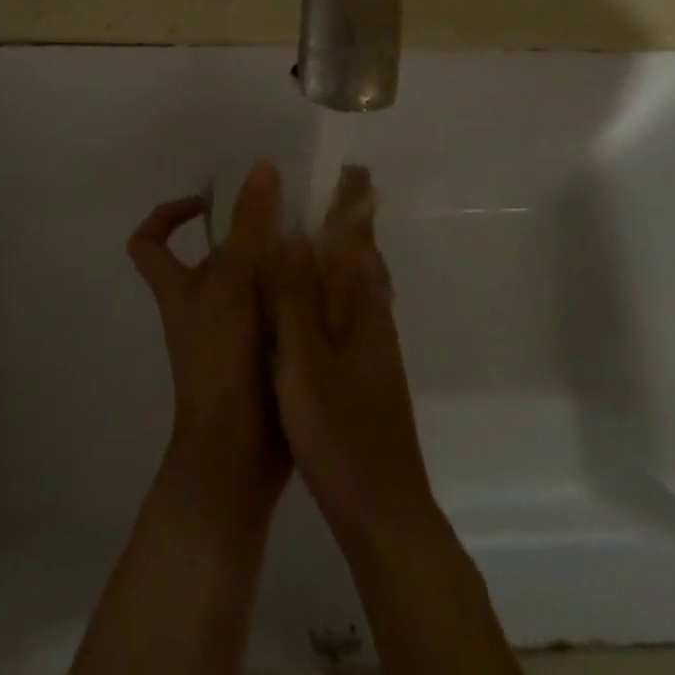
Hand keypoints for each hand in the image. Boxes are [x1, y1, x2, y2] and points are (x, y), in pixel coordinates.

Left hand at [129, 161, 290, 514]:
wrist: (235, 456)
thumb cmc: (222, 363)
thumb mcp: (235, 284)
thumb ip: (249, 227)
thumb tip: (260, 167)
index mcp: (179, 291)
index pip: (148, 243)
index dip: (168, 215)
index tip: (206, 202)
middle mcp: (200, 310)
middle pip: (213, 260)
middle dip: (248, 238)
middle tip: (289, 220)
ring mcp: (229, 338)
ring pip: (250, 288)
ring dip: (278, 268)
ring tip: (319, 249)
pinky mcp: (258, 361)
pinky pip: (274, 317)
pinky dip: (295, 302)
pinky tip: (330, 293)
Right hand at [267, 166, 434, 547]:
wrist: (381, 508)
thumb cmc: (339, 429)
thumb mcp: (305, 359)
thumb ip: (296, 296)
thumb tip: (293, 231)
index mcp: (362, 306)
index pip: (360, 238)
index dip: (356, 202)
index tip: (348, 166)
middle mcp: (372, 316)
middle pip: (362, 255)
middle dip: (348, 219)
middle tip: (319, 189)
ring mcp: (371, 345)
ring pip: (356, 282)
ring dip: (340, 250)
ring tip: (310, 229)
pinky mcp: (363, 368)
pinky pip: (347, 308)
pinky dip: (331, 285)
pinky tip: (310, 299)